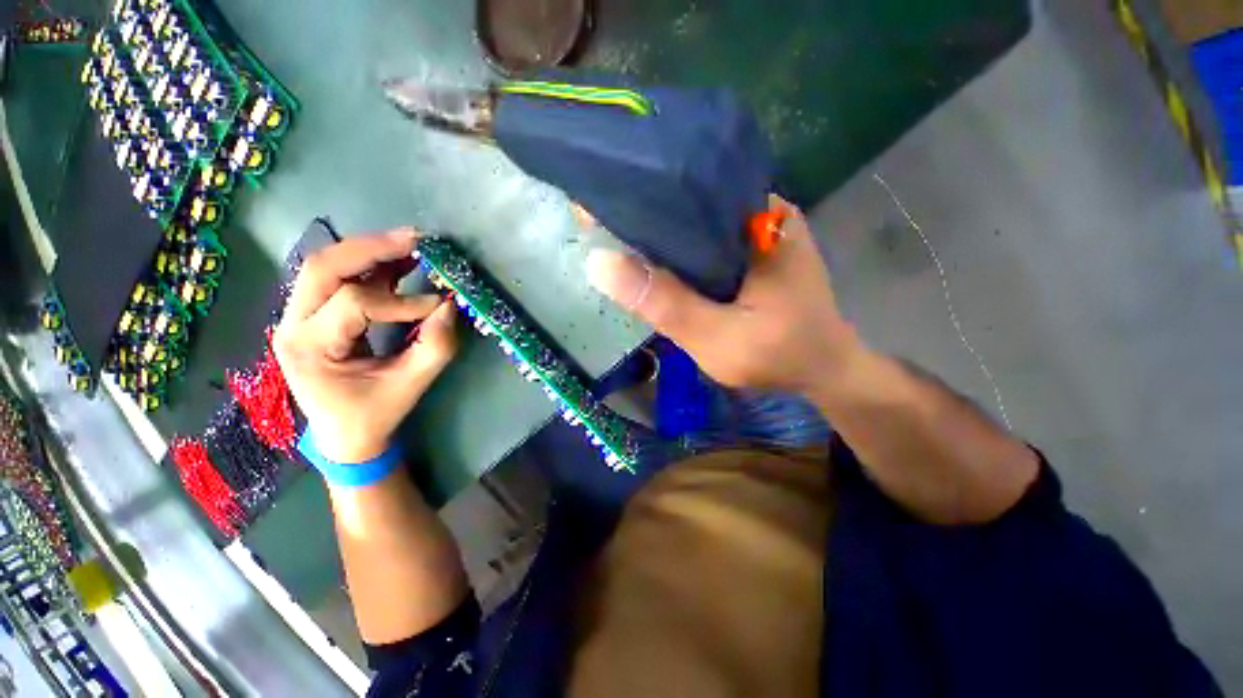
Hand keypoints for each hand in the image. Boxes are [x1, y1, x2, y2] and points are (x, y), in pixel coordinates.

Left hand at [273, 229, 458, 463]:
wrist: (342, 433)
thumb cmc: (372, 414)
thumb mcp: (409, 386)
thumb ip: (435, 347)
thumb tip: (451, 307)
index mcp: (309, 348)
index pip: (355, 304)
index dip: (403, 301)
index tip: (440, 306)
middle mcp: (293, 323)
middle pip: (324, 267)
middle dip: (373, 249)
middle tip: (416, 240)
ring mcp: (300, 315)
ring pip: (328, 265)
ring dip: (371, 251)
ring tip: (411, 243)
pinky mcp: (315, 313)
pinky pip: (340, 278)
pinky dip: (371, 264)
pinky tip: (400, 259)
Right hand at [585, 195, 860, 396]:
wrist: (823, 369)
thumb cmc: (779, 356)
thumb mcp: (717, 338)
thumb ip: (665, 304)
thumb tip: (600, 263)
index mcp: (758, 217)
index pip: (687, 190)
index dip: (640, 197)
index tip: (598, 204)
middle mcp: (760, 211)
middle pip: (689, 203)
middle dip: (646, 215)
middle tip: (600, 225)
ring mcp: (758, 229)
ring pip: (695, 223)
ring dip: (661, 234)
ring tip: (618, 238)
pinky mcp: (752, 249)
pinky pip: (706, 241)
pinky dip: (678, 250)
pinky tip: (654, 260)